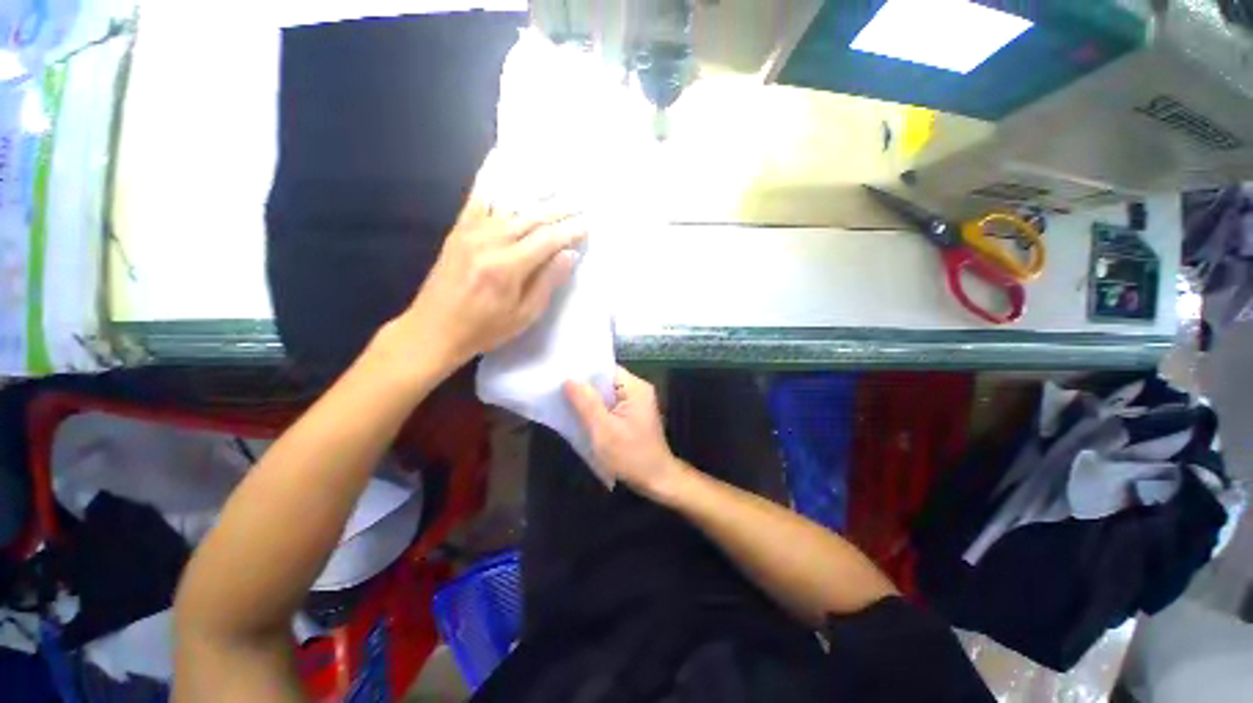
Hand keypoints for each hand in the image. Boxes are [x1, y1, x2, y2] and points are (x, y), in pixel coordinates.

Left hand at [399, 190, 586, 372]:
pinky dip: (490, 179)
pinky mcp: (458, 230)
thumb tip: (568, 254)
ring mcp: (470, 232)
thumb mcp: (523, 315)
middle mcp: (489, 242)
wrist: (433, 329)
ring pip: (510, 206)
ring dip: (536, 195)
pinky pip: (476, 199)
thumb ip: (546, 282)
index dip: (570, 231)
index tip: (588, 224)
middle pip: (532, 219)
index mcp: (507, 267)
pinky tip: (499, 160)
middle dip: (559, 210)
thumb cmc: (484, 329)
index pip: (547, 240)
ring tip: (556, 184)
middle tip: (580, 203)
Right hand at [565, 367, 689, 500]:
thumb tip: (569, 379)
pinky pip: (610, 406)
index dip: (583, 370)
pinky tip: (579, 415)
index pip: (605, 369)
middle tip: (556, 387)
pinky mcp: (632, 416)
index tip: (561, 372)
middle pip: (605, 381)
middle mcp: (637, 390)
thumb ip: (586, 402)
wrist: (656, 481)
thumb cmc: (630, 455)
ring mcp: (636, 403)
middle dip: (583, 385)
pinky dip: (596, 410)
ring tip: (562, 399)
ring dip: (588, 399)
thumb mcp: (603, 430)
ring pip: (606, 394)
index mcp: (635, 387)